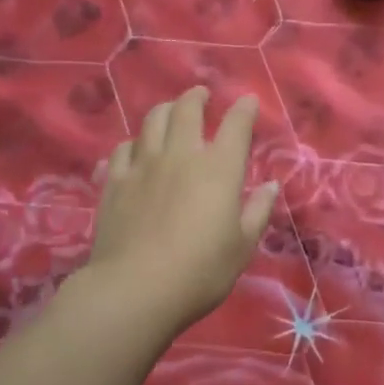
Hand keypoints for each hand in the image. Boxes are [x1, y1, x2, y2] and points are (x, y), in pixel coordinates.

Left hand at [86, 87, 278, 334]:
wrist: (136, 289)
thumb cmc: (201, 271)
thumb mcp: (242, 246)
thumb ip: (257, 211)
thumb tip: (270, 186)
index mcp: (219, 169)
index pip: (235, 125)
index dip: (244, 109)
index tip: (248, 102)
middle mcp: (181, 156)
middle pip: (186, 110)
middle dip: (197, 97)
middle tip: (201, 95)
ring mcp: (143, 166)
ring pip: (152, 122)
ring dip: (164, 111)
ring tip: (170, 112)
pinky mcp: (114, 183)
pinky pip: (121, 151)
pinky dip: (132, 145)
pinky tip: (133, 151)